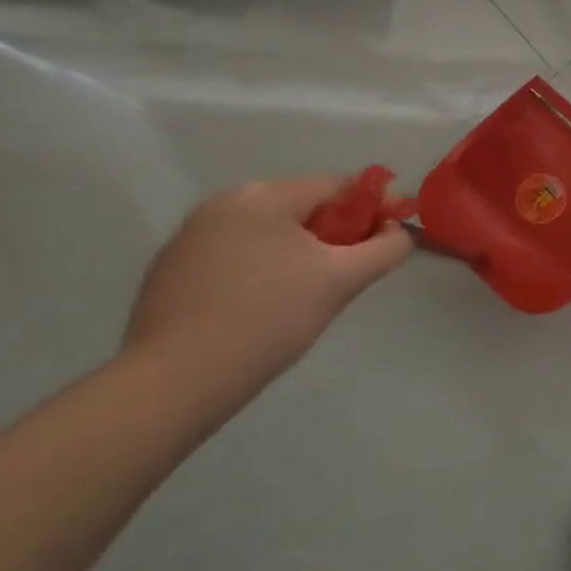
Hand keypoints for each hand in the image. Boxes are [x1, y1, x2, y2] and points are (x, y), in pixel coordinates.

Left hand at [122, 176, 410, 394]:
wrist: (174, 383)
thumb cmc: (269, 320)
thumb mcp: (342, 281)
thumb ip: (386, 248)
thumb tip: (400, 232)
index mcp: (262, 197)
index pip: (336, 187)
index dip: (371, 209)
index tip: (388, 241)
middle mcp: (222, 204)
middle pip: (301, 207)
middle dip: (334, 233)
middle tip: (349, 273)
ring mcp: (190, 237)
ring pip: (268, 233)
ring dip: (298, 252)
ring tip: (307, 295)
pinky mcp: (170, 271)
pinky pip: (235, 256)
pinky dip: (260, 270)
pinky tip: (262, 308)